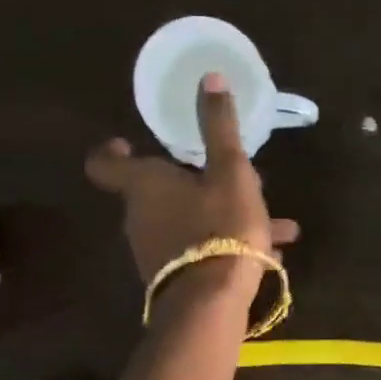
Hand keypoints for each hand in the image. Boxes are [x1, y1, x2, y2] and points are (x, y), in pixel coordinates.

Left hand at [85, 73, 300, 289]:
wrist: (210, 304)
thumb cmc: (219, 227)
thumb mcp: (231, 171)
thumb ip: (219, 127)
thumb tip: (209, 76)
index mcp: (144, 185)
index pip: (106, 163)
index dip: (113, 150)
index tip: (129, 142)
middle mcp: (140, 217)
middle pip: (160, 191)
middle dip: (197, 181)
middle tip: (233, 176)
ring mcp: (154, 252)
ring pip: (189, 222)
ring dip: (224, 215)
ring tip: (273, 222)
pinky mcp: (174, 280)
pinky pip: (200, 251)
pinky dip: (227, 245)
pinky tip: (270, 252)